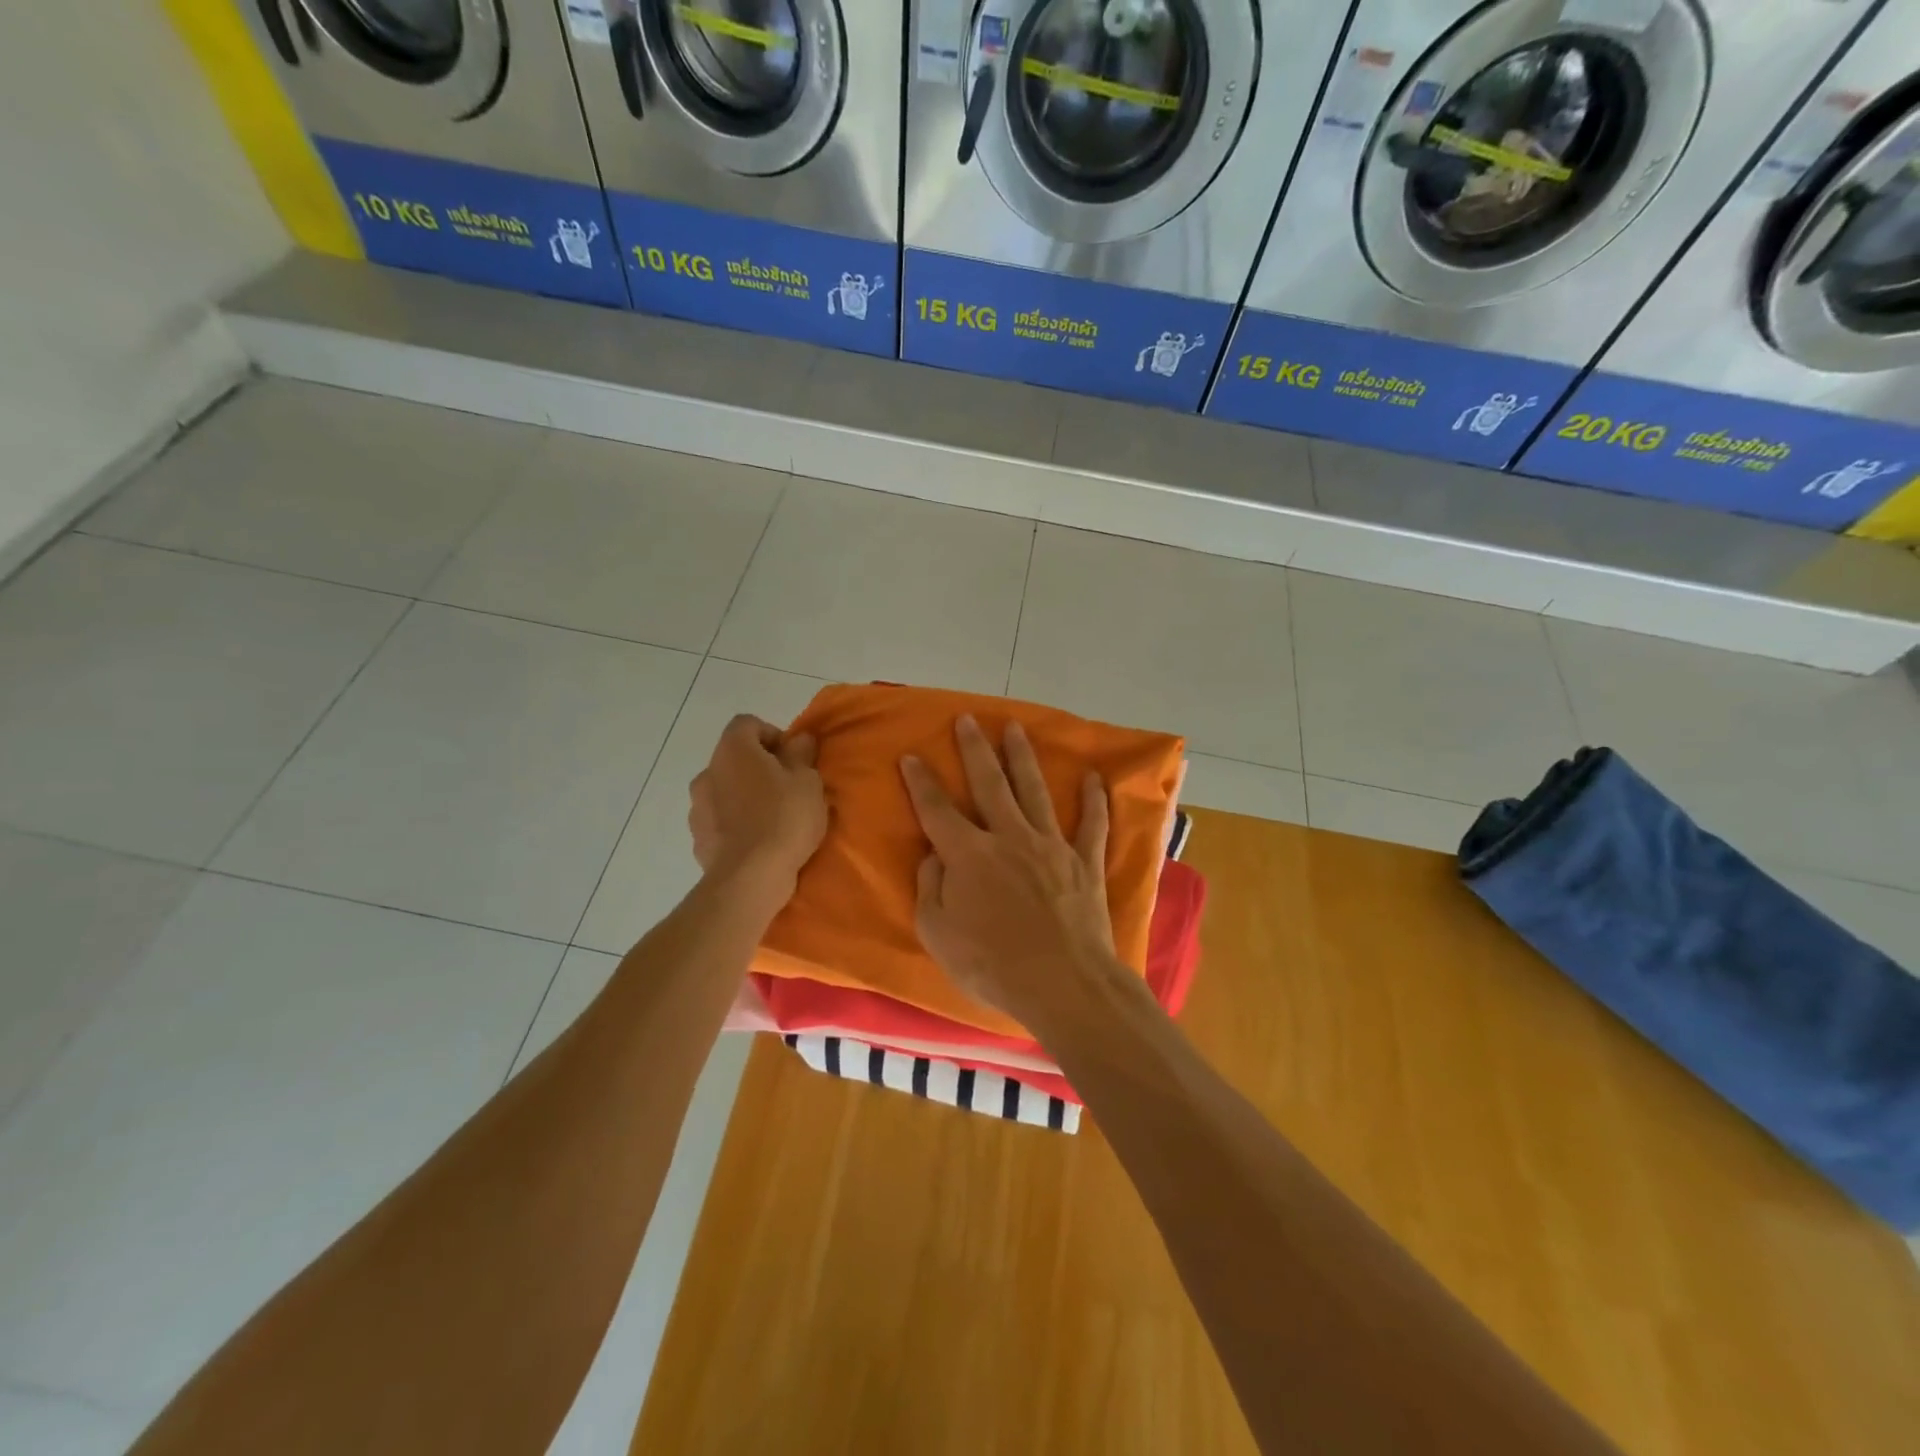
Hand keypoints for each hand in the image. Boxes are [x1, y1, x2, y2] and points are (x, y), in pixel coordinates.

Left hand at [689, 715, 827, 900]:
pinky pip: (720, 821)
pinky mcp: (698, 839)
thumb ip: (802, 754)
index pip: (747, 724)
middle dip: (760, 769)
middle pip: (735, 759)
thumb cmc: (784, 818)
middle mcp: (707, 772)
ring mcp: (697, 807)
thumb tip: (799, 739)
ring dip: (745, 798)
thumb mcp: (808, 781)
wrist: (749, 878)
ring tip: (772, 820)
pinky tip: (757, 843)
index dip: (772, 735)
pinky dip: (736, 825)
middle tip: (788, 790)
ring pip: (725, 791)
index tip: (793, 759)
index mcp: (733, 750)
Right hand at [900, 715, 1116, 1029]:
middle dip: (975, 749)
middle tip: (967, 719)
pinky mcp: (1084, 862)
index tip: (912, 756)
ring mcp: (1051, 846)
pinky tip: (1093, 777)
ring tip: (1015, 728)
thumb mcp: (938, 934)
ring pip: (1034, 790)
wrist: (1063, 984)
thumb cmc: (992, 965)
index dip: (921, 782)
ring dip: (1023, 758)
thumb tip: (932, 855)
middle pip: (990, 784)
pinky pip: (1092, 823)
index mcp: (969, 855)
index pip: (937, 809)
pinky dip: (1093, 800)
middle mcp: (1009, 837)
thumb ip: (930, 888)